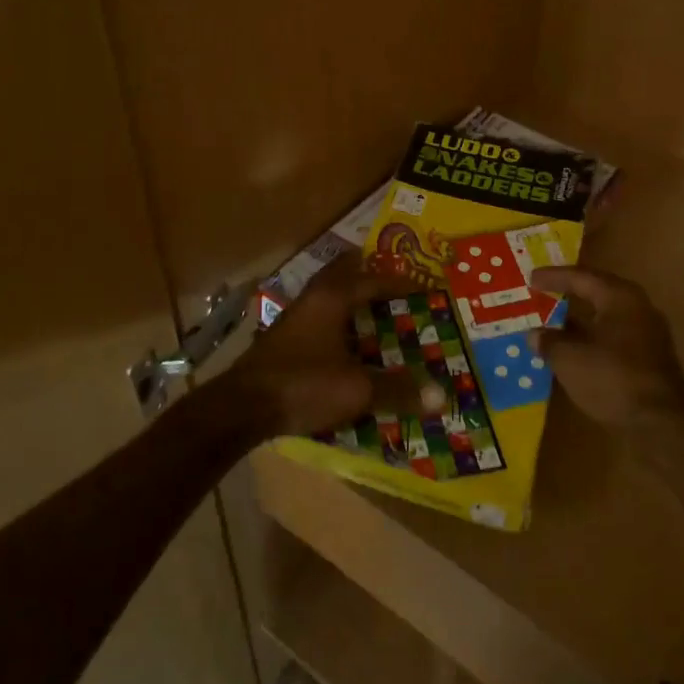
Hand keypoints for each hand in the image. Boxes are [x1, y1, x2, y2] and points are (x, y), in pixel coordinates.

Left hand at [228, 252, 436, 439]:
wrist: (243, 407)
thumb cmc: (304, 385)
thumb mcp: (357, 390)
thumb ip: (397, 390)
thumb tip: (440, 395)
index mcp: (332, 299)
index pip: (372, 279)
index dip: (399, 283)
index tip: (423, 287)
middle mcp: (311, 300)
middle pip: (342, 276)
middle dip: (367, 277)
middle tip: (393, 285)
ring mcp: (292, 320)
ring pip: (327, 299)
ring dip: (350, 302)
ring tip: (375, 314)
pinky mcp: (282, 342)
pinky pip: (318, 322)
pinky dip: (337, 326)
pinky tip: (346, 347)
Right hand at [531, 267, 683, 431]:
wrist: (660, 423)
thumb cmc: (612, 378)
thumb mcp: (569, 358)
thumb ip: (549, 341)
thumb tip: (535, 335)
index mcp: (620, 298)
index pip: (581, 277)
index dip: (554, 277)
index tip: (531, 278)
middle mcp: (638, 309)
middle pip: (598, 293)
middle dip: (570, 293)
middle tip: (545, 292)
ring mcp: (648, 335)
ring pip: (606, 318)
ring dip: (580, 320)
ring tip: (553, 323)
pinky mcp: (650, 359)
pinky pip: (614, 338)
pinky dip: (592, 339)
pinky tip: (574, 351)